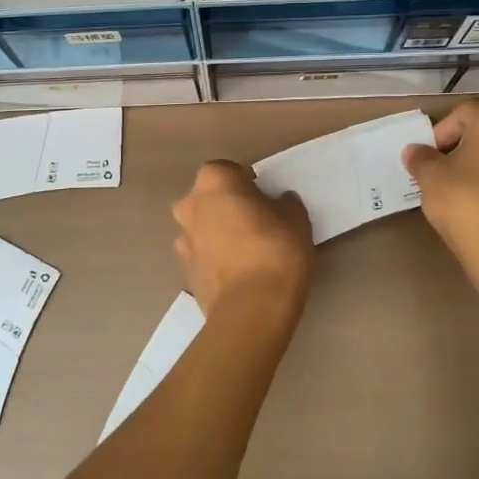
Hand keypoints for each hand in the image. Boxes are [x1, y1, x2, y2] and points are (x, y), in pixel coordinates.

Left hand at [172, 161, 314, 314]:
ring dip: (218, 233)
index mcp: (213, 183)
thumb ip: (285, 204)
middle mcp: (189, 206)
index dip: (245, 181)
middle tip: (255, 221)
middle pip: (208, 198)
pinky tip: (238, 273)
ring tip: (246, 251)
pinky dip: (215, 259)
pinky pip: (202, 255)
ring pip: (202, 227)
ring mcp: (183, 241)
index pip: (227, 170)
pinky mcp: (185, 272)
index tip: (263, 197)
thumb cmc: (275, 251)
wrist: (251, 309)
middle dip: (227, 205)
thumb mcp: (296, 219)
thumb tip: (280, 201)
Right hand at [401, 99, 478, 275]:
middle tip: (440, 164)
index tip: (428, 159)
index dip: (439, 135)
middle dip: (460, 142)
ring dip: (476, 158)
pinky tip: (474, 194)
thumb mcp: (431, 176)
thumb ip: (421, 158)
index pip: (461, 113)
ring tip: (455, 181)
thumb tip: (414, 151)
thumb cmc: (465, 200)